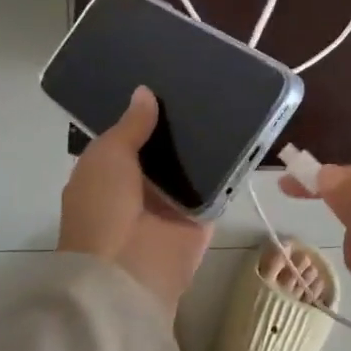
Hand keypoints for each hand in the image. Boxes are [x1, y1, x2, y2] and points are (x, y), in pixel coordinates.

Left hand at [60, 87, 212, 312]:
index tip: (166, 80)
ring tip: (228, 99)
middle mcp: (140, 187)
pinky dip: (228, 168)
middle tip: (205, 84)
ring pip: (192, 165)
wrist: (127, 271)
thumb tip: (144, 92)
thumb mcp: (108, 156)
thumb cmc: (104, 207)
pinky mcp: (201, 218)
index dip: (144, 113)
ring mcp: (172, 203)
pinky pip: (216, 188)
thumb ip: (130, 126)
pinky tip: (246, 134)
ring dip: (206, 143)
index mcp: (107, 174)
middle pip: (164, 149)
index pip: (129, 137)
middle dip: (179, 124)